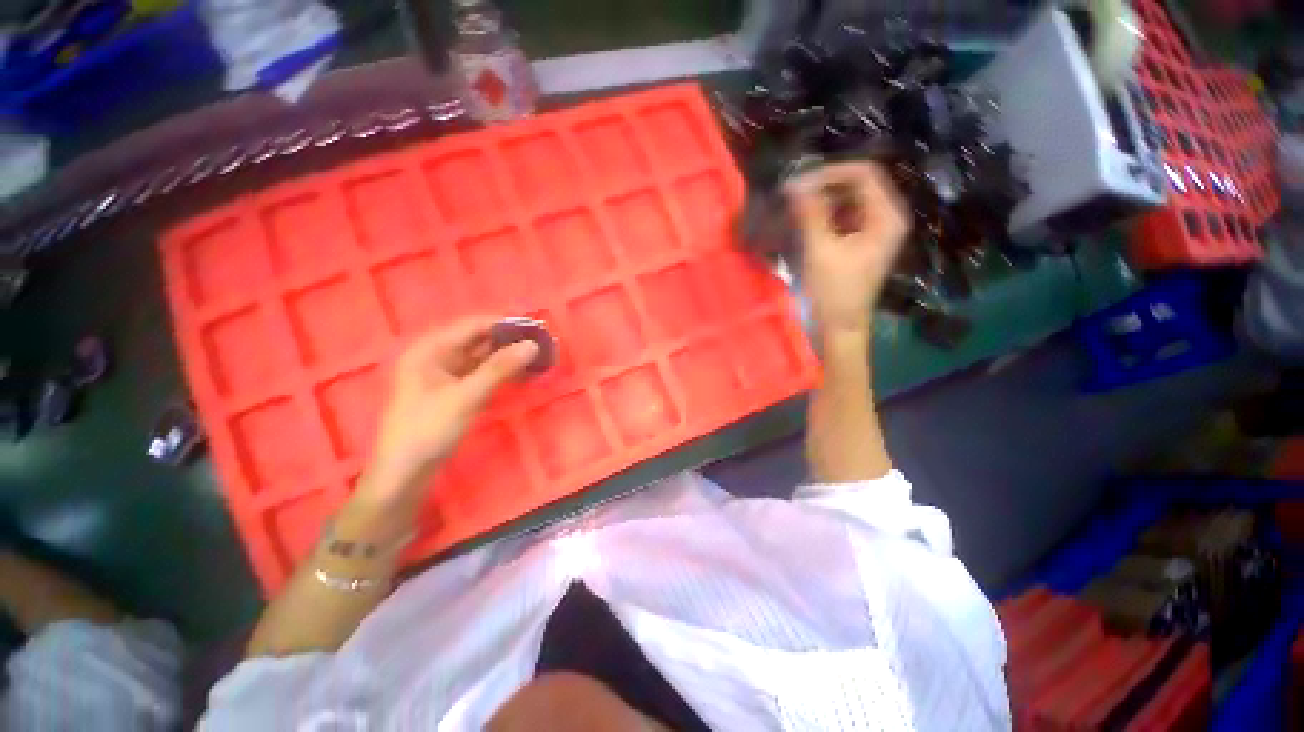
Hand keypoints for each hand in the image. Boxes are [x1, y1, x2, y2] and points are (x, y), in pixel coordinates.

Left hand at [359, 317, 537, 503]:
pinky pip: (482, 374)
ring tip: (538, 357)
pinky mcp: (454, 392)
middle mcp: (437, 356)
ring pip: (483, 358)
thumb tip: (532, 345)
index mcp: (430, 349)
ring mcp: (445, 375)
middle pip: (479, 340)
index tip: (536, 327)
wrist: (405, 474)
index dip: (506, 324)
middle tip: (543, 343)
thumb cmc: (428, 430)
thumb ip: (500, 368)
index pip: (474, 325)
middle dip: (510, 341)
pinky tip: (522, 374)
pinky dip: (502, 373)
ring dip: (509, 357)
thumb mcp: (466, 397)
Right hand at [785, 162, 910, 335]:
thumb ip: (810, 213)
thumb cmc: (833, 292)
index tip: (799, 183)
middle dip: (824, 186)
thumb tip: (794, 183)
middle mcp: (885, 218)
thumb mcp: (821, 250)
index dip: (831, 172)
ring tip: (795, 209)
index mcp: (886, 216)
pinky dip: (823, 217)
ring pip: (847, 202)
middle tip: (793, 196)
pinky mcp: (860, 244)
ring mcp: (873, 232)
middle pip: (857, 185)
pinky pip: (842, 219)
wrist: (839, 328)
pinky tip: (804, 224)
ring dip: (821, 201)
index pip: (864, 173)